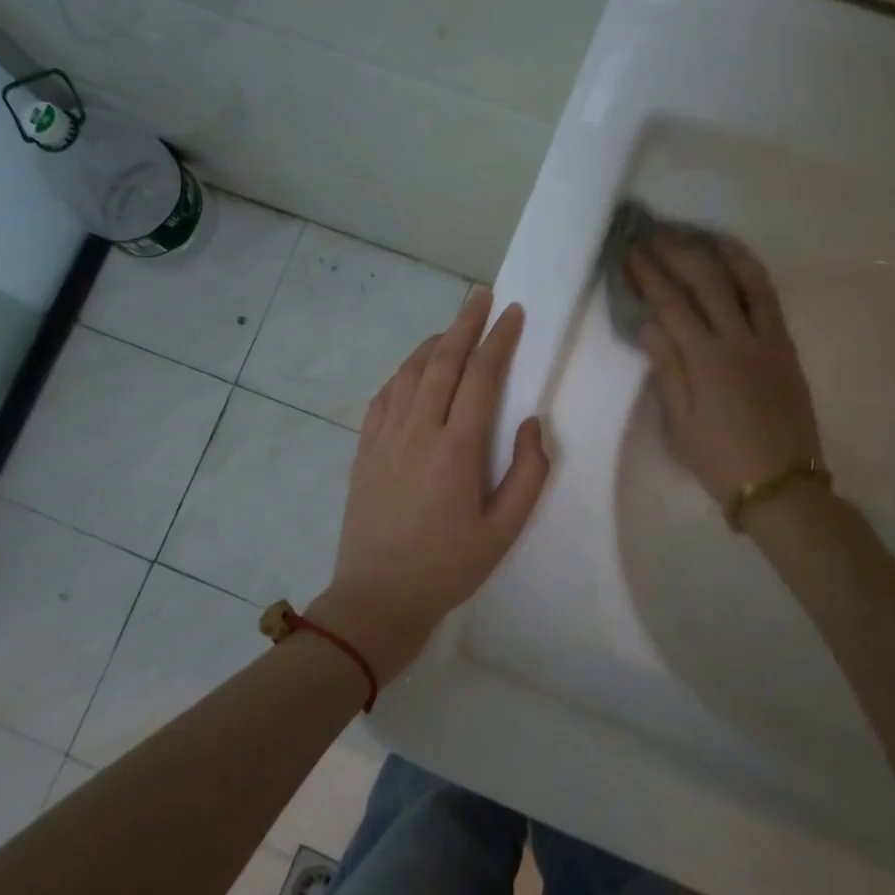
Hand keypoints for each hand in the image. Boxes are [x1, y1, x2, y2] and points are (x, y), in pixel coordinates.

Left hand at [313, 290, 550, 683]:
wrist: (377, 598)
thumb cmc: (448, 568)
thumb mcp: (504, 531)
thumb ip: (528, 473)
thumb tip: (531, 423)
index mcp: (456, 450)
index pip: (481, 377)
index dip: (499, 340)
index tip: (513, 313)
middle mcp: (417, 431)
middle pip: (442, 361)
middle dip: (465, 324)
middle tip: (482, 297)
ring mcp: (384, 437)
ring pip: (409, 373)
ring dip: (433, 343)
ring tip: (452, 328)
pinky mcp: (364, 449)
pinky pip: (384, 396)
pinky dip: (403, 373)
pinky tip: (414, 370)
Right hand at [630, 234, 823, 505]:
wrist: (782, 485)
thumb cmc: (720, 461)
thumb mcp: (681, 423)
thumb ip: (667, 369)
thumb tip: (649, 323)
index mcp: (707, 360)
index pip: (672, 305)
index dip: (650, 276)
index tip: (631, 254)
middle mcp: (739, 339)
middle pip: (707, 282)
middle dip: (678, 254)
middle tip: (656, 235)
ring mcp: (768, 340)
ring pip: (747, 281)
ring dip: (722, 253)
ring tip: (703, 234)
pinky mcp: (786, 348)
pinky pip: (770, 300)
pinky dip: (753, 275)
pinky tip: (740, 266)